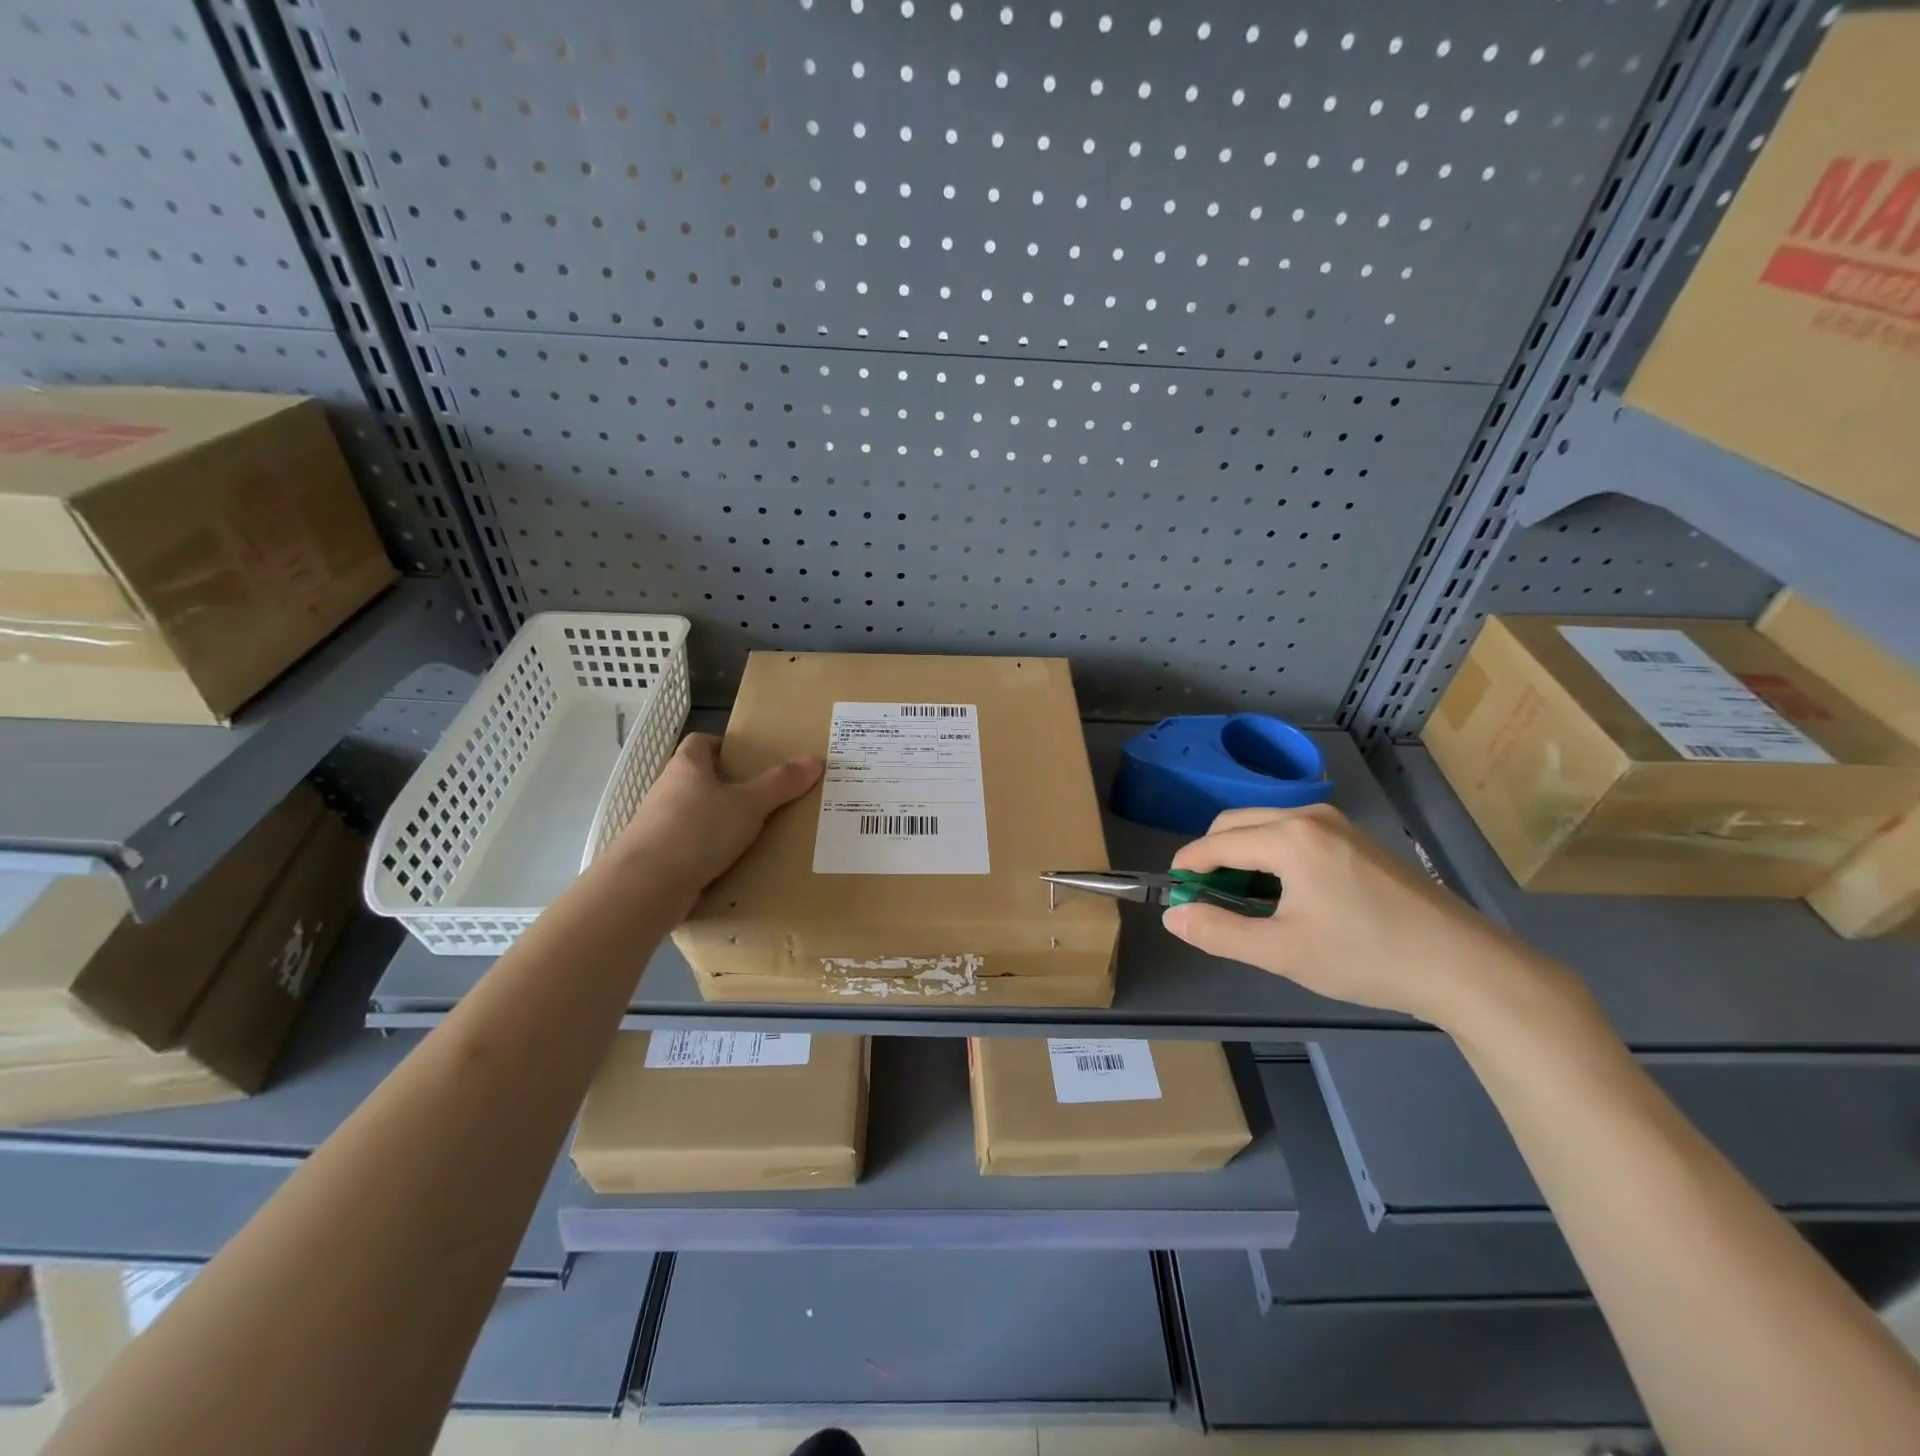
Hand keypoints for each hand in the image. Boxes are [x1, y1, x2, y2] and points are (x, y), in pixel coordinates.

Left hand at [611, 733, 822, 906]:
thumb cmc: (698, 830)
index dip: (723, 745)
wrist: (646, 885)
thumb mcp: (748, 804)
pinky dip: (708, 852)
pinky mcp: (658, 857)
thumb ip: (781, 783)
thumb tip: (816, 758)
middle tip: (763, 795)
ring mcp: (658, 825)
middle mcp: (667, 790)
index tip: (748, 758)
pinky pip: (689, 847)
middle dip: (727, 786)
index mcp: (686, 767)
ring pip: (694, 814)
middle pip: (698, 779)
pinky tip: (732, 863)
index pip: (700, 742)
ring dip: (717, 821)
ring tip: (753, 832)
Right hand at [1162, 804, 1558, 1029]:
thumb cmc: (1365, 957)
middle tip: (1207, 901)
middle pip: (1235, 823)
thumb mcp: (1282, 952)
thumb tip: (1174, 916)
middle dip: (1211, 857)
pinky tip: (1286, 894)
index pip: (1214, 843)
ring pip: (1265, 826)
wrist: (1462, 965)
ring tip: (1245, 902)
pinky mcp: (1356, 838)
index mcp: (1288, 837)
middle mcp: (1309, 816)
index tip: (1173, 896)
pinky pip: (1294, 833)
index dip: (1186, 869)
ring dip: (1242, 855)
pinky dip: (1272, 855)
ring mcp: (1337, 823)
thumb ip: (1219, 932)